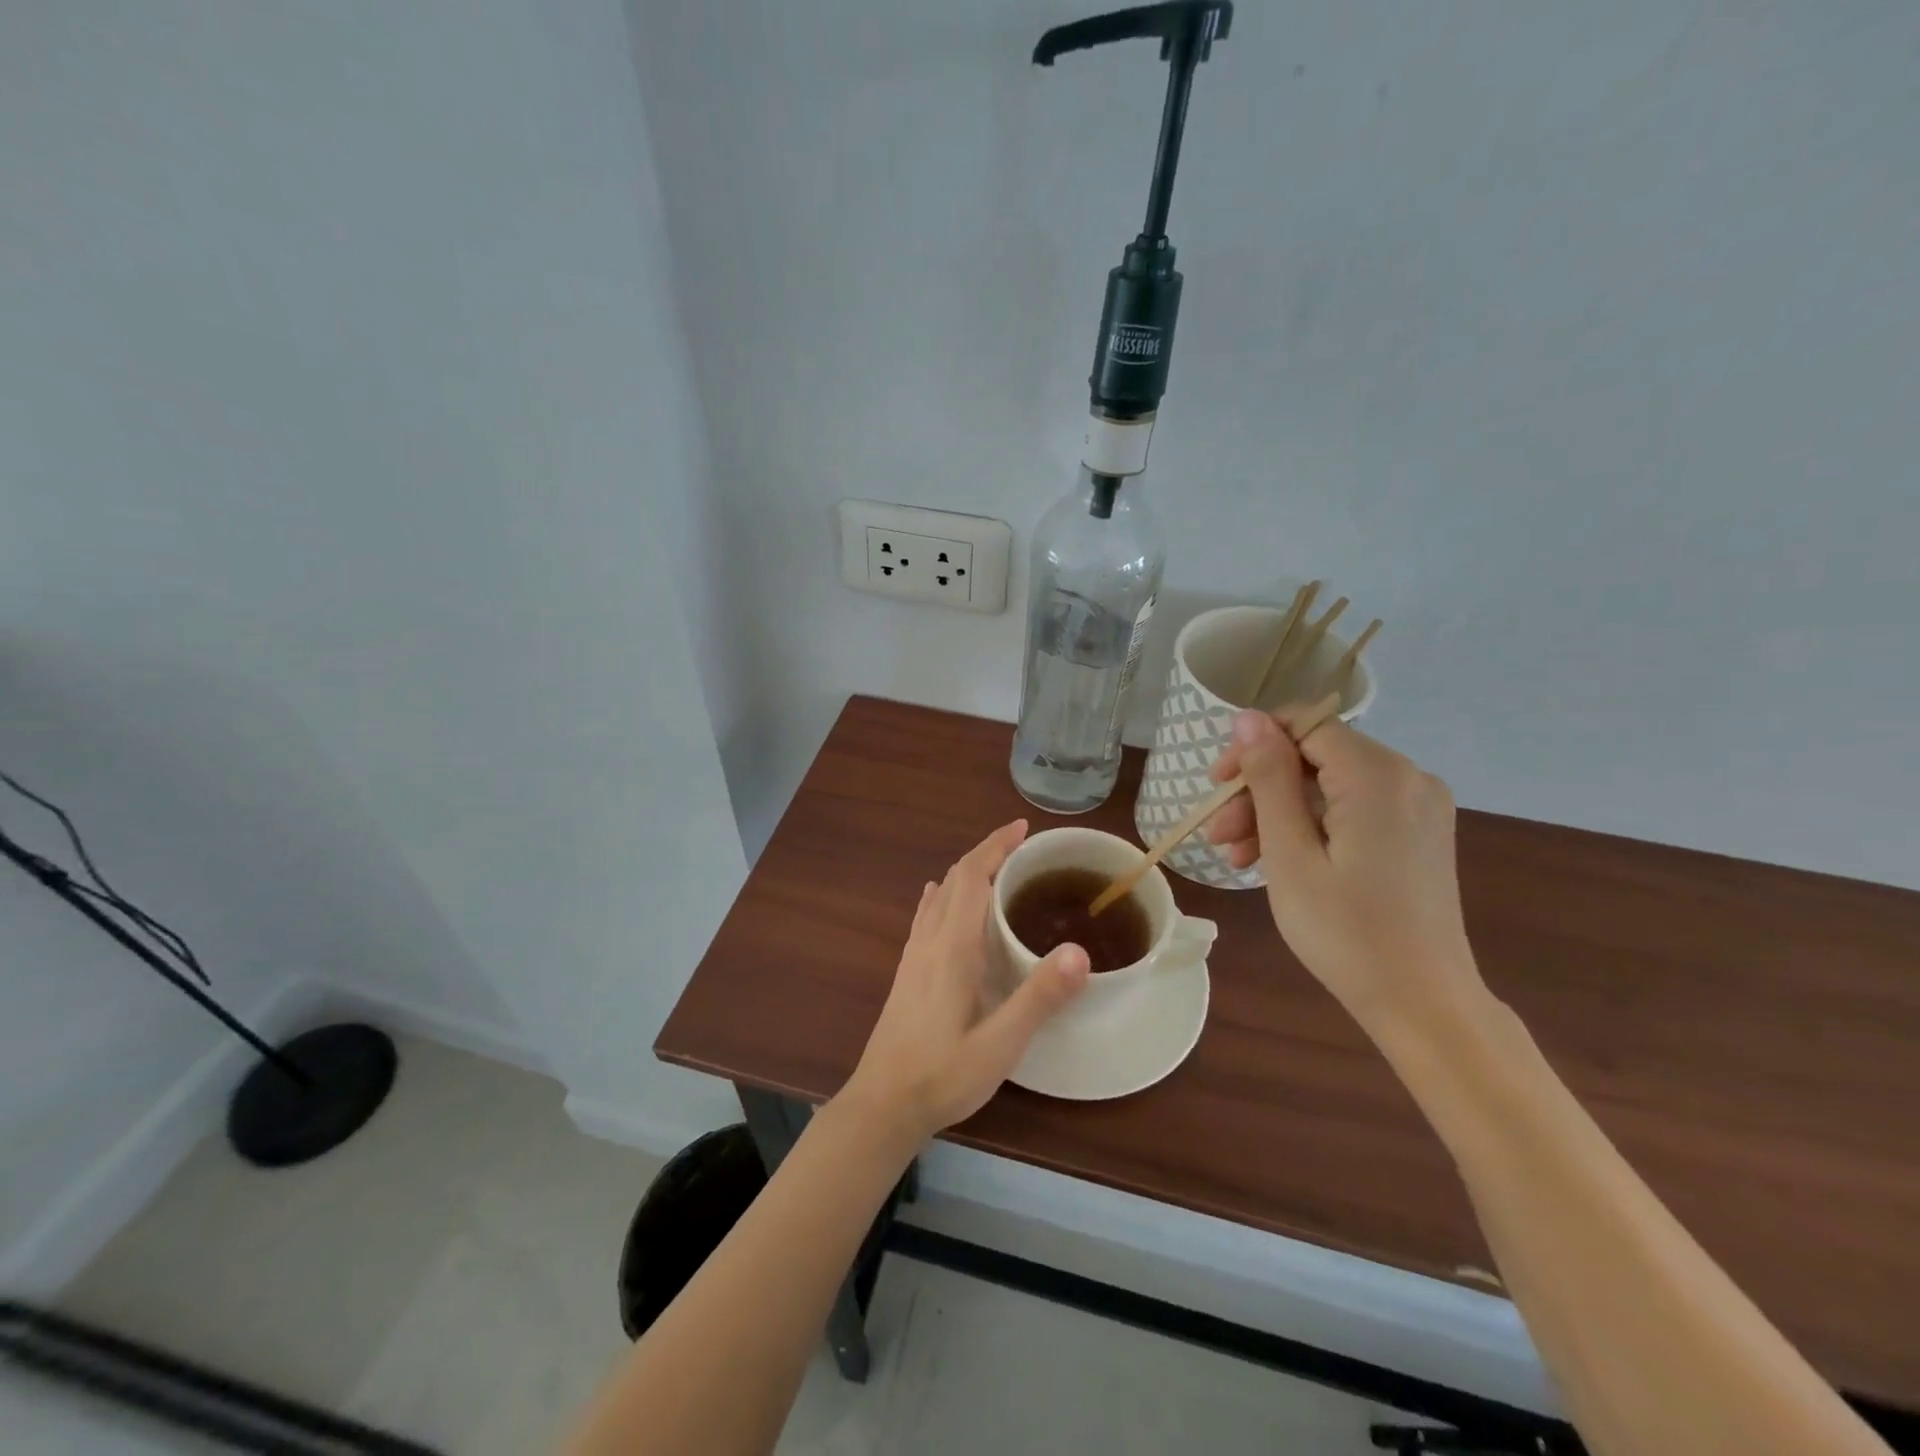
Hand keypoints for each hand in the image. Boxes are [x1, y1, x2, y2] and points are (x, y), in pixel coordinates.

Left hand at [842, 820, 1089, 1145]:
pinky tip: (940, 902)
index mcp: (952, 947)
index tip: (1021, 828)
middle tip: (1019, 845)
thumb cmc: (942, 1075)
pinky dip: (943, 896)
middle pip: (954, 879)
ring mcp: (913, 956)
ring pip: (938, 896)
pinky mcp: (906, 973)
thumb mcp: (999, 1044)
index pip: (971, 877)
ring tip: (995, 869)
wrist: (882, 1105)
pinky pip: (926, 917)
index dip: (994, 846)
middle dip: (985, 853)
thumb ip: (1038, 998)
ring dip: (965, 873)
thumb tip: (1079, 951)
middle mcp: (929, 941)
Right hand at [1205, 708, 1482, 1026]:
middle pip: (1314, 757)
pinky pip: (1351, 808)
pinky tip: (1277, 860)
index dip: (1253, 747)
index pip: (1304, 726)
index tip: (1216, 785)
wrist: (1424, 1004)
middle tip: (1218, 834)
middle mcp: (1407, 777)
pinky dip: (1311, 826)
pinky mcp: (1418, 832)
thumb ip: (1269, 778)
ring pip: (1328, 785)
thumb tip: (1249, 718)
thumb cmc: (1346, 932)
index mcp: (1378, 775)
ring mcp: (1418, 806)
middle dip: (1259, 789)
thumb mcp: (1290, 854)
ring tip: (1237, 857)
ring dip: (1278, 812)